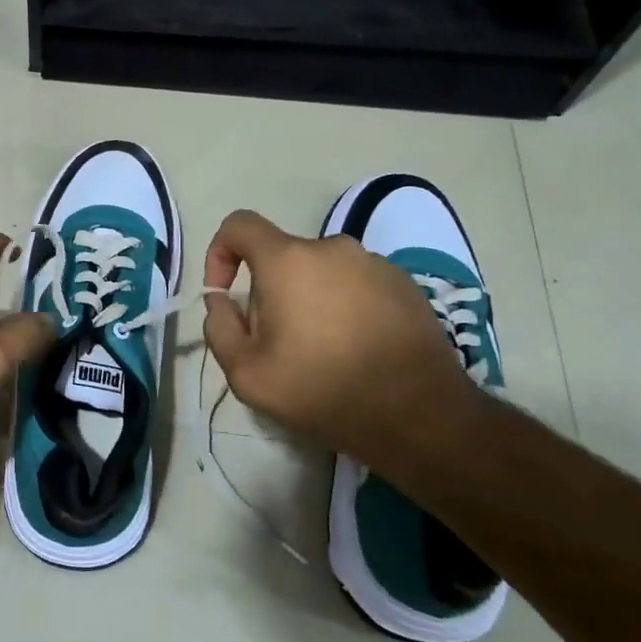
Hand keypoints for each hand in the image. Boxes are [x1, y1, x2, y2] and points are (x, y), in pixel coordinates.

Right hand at [201, 209, 481, 466]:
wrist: (420, 416)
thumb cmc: (323, 390)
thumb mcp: (247, 373)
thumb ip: (220, 328)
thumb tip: (222, 302)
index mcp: (288, 260)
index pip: (239, 225)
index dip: (220, 253)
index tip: (225, 294)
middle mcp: (332, 248)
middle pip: (281, 258)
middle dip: (268, 293)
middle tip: (277, 343)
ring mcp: (374, 263)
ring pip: (320, 272)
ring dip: (308, 301)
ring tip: (321, 351)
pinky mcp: (405, 284)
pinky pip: (356, 284)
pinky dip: (344, 307)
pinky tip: (356, 349)